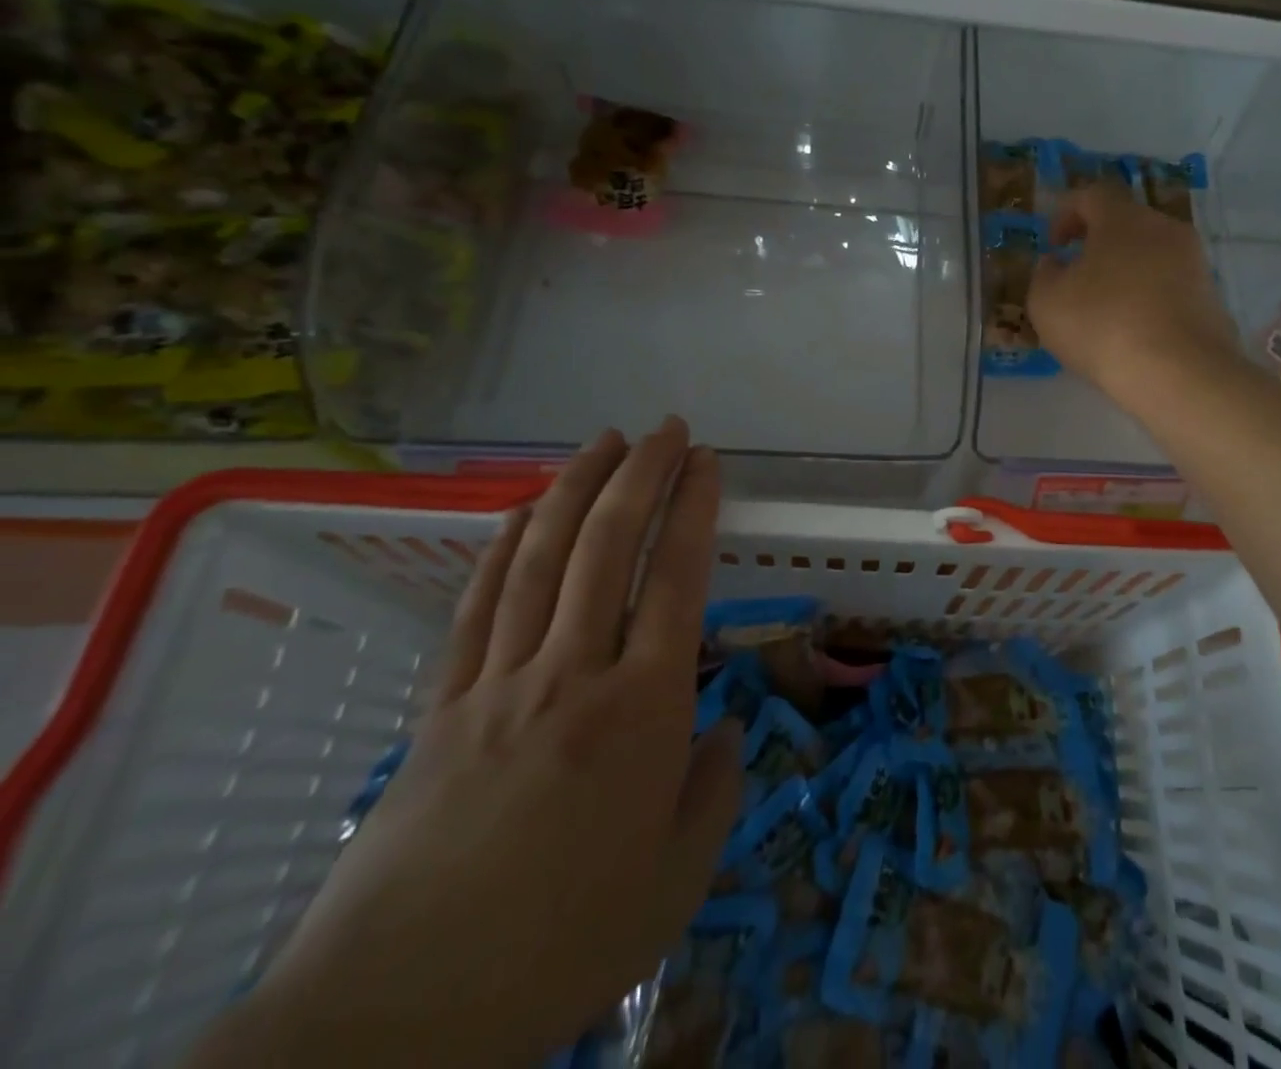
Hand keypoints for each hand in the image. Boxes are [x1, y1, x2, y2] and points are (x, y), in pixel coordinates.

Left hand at [189, 421, 741, 1068]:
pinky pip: (478, 607)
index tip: (708, 462)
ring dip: (575, 488)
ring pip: (543, 559)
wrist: (396, 1019)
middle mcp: (573, 672)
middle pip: (609, 547)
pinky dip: (502, 548)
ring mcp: (500, 682)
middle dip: (642, 475)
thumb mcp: (677, 880)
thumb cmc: (562, 943)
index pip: (677, 578)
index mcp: (643, 709)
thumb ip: (715, 789)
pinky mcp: (441, 705)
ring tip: (604, 441)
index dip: (695, 509)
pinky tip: (520, 511)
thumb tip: (727, 726)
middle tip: (667, 428)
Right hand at [1028, 183, 1241, 402]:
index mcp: (1123, 219)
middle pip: (1127, 223)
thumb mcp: (1046, 303)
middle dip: (1099, 244)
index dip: (1067, 213)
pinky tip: (1135, 331)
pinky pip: (1171, 286)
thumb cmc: (1102, 326)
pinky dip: (1150, 299)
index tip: (1054, 245)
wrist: (1180, 373)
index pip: (1093, 194)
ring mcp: (1195, 263)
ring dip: (1127, 273)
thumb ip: (1044, 275)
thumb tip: (1056, 263)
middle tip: (1078, 278)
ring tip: (1106, 310)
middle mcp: (1165, 230)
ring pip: (1152, 256)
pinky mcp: (1212, 298)